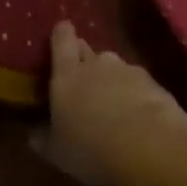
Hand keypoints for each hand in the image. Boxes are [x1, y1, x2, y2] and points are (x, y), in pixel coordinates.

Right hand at [44, 22, 186, 185]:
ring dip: (110, 79)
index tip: (61, 33)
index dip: (62, 35)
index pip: (62, 40)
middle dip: (83, 59)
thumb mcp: (57, 152)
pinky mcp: (152, 80)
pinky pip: (136, 81)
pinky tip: (134, 114)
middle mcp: (97, 63)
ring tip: (110, 104)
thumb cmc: (91, 148)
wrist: (148, 144)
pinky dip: (133, 92)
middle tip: (80, 80)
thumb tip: (33, 132)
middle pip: (87, 50)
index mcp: (67, 75)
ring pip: (113, 67)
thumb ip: (43, 138)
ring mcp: (127, 69)